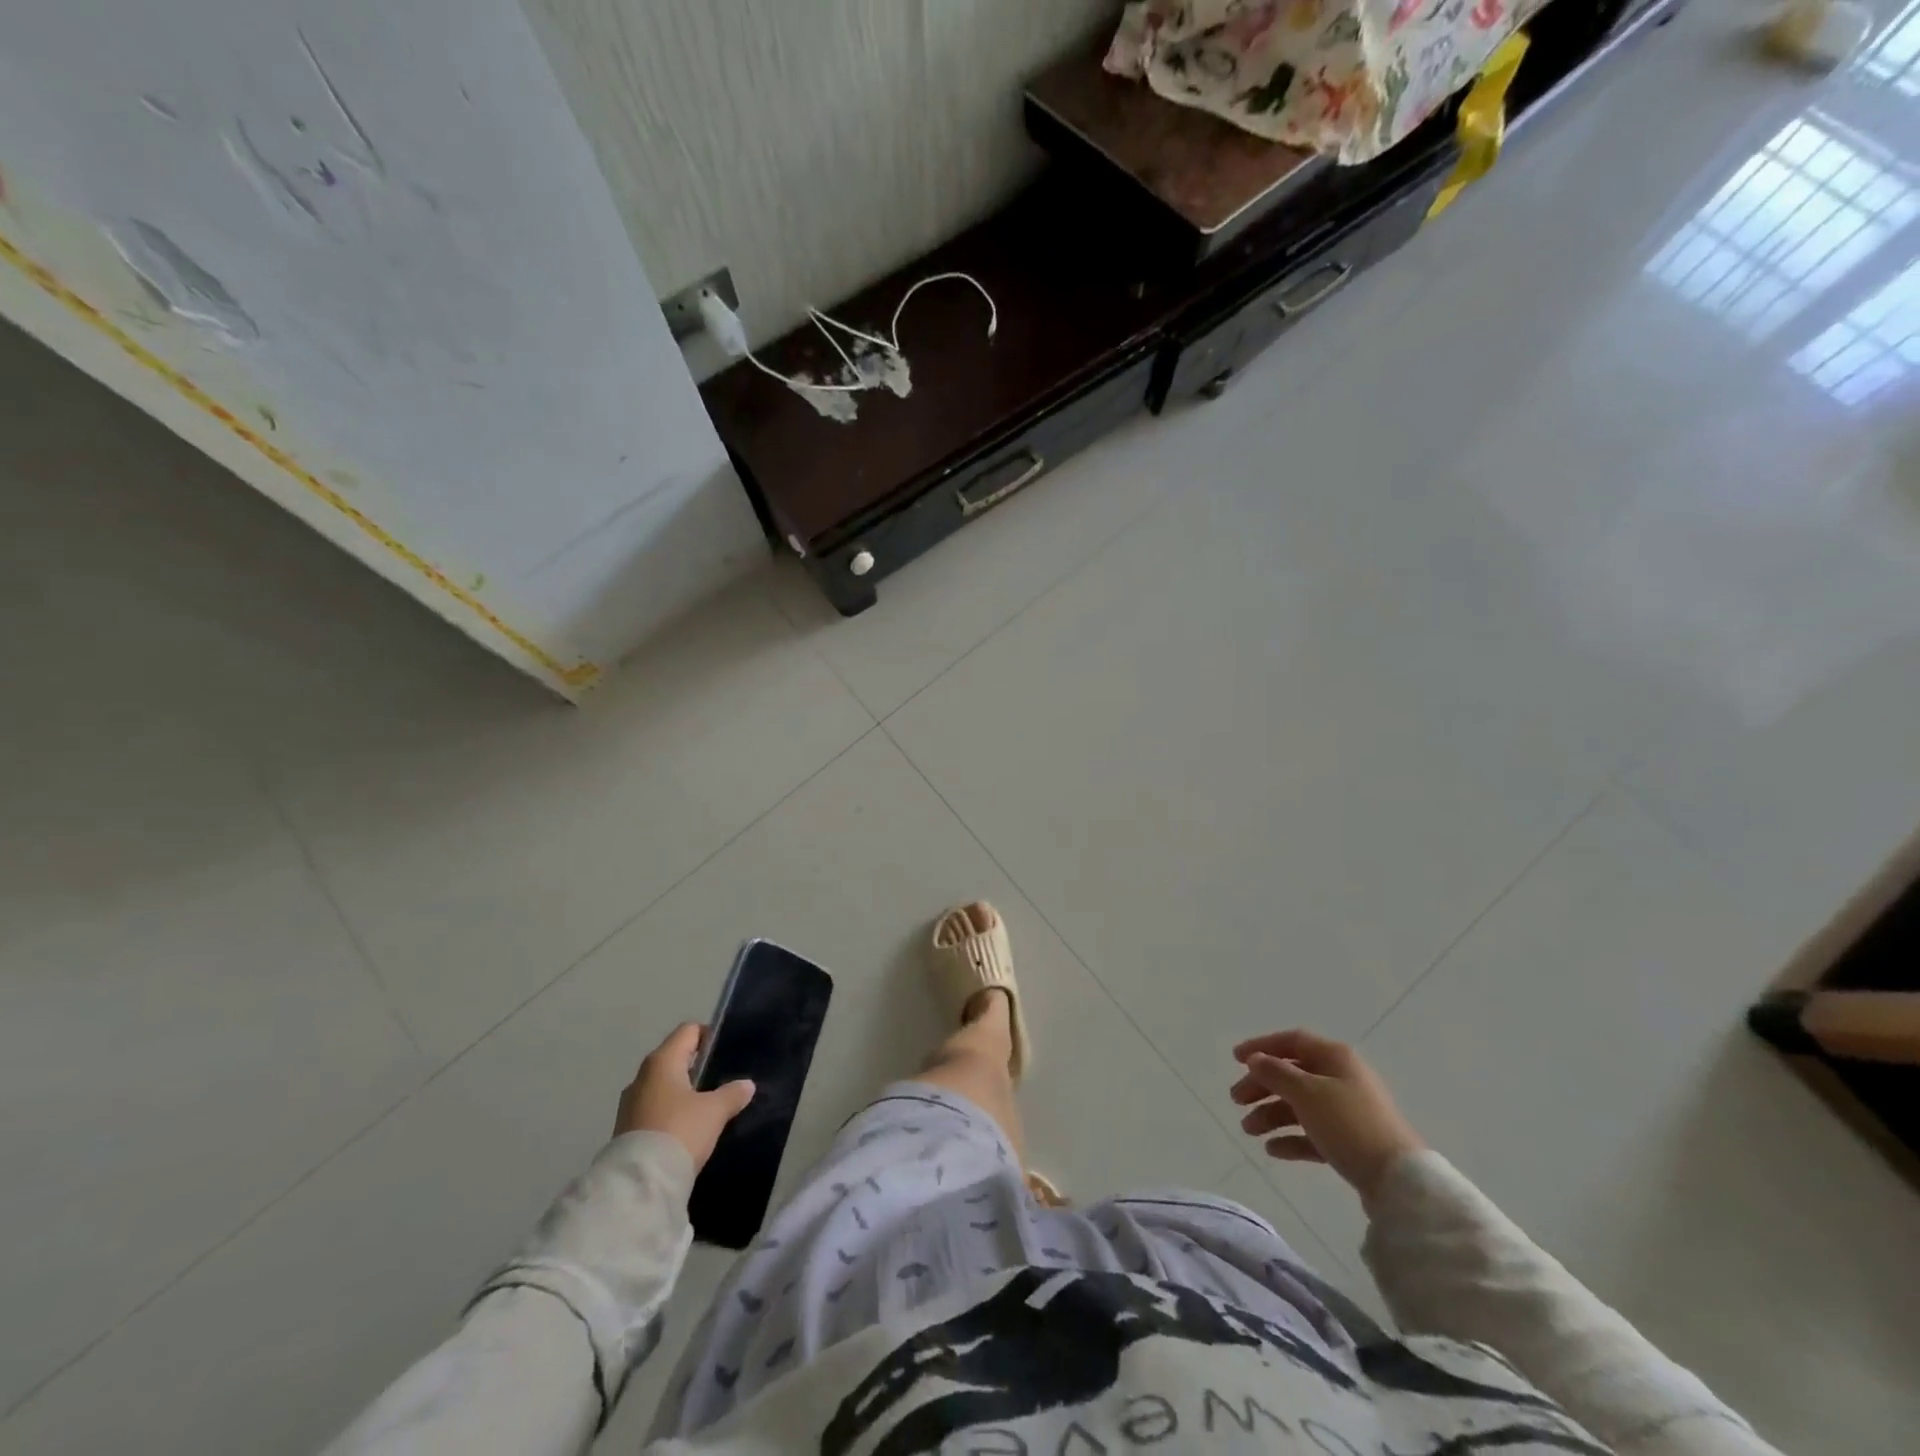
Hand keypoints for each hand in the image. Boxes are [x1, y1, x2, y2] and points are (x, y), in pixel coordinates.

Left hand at [614, 1023, 754, 1171]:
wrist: (640, 1183)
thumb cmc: (680, 1131)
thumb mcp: (714, 1111)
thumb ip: (732, 1093)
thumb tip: (747, 1085)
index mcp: (662, 1061)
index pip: (689, 1031)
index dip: (710, 1036)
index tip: (727, 1053)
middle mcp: (642, 1076)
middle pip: (675, 1058)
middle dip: (697, 1067)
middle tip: (722, 1080)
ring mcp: (630, 1103)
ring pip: (663, 1085)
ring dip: (683, 1092)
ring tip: (707, 1107)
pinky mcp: (626, 1129)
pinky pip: (654, 1108)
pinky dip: (670, 1112)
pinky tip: (687, 1128)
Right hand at [1229, 1029, 1424, 1207]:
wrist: (1399, 1180)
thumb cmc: (1348, 1124)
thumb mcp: (1306, 1093)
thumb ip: (1276, 1073)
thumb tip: (1256, 1059)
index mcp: (1335, 1057)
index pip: (1292, 1041)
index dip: (1262, 1046)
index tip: (1235, 1059)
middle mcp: (1341, 1078)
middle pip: (1292, 1074)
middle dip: (1261, 1086)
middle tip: (1236, 1100)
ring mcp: (1347, 1111)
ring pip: (1300, 1106)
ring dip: (1271, 1114)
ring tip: (1249, 1131)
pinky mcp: (1351, 1142)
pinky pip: (1313, 1133)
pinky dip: (1291, 1138)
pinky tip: (1273, 1150)